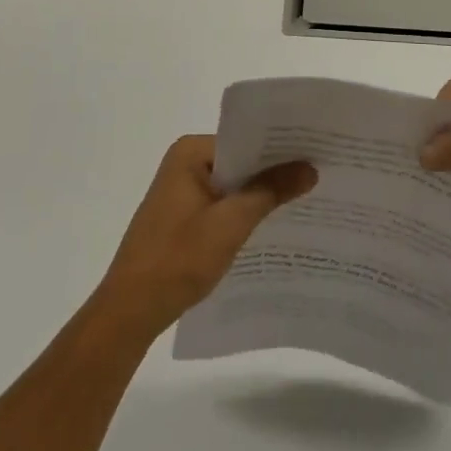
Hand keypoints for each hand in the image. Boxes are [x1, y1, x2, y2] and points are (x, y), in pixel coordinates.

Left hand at [92, 135, 316, 340]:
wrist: (130, 311)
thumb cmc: (178, 259)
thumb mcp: (231, 224)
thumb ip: (270, 191)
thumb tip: (310, 167)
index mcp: (191, 152)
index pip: (245, 139)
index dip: (281, 147)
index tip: (317, 152)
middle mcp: (185, 162)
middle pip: (241, 161)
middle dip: (275, 172)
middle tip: (320, 174)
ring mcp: (182, 190)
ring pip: (234, 185)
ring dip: (261, 195)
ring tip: (307, 199)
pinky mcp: (183, 216)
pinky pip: (223, 204)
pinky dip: (244, 213)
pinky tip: (273, 226)